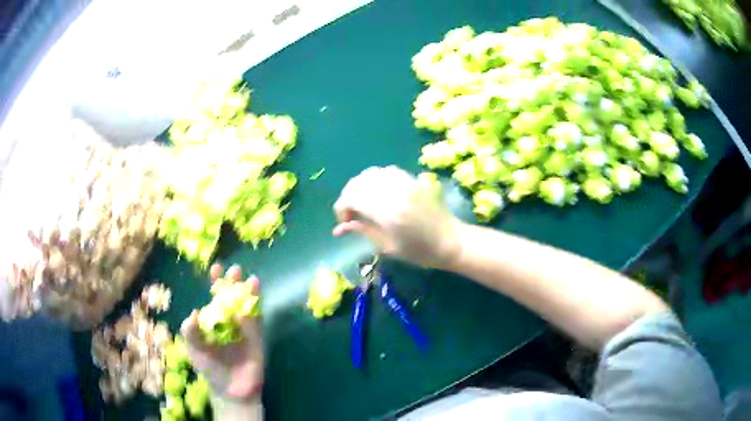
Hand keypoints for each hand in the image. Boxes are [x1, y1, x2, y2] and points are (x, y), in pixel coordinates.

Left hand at [180, 264, 263, 417]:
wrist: (231, 391)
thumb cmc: (210, 369)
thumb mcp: (194, 350)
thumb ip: (190, 332)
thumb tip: (195, 312)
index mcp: (214, 321)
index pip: (215, 297)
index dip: (216, 283)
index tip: (216, 268)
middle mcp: (230, 322)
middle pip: (233, 298)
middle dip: (234, 283)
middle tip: (235, 270)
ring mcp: (245, 331)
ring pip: (248, 308)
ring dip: (251, 295)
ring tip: (252, 281)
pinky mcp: (258, 342)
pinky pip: (256, 327)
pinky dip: (253, 318)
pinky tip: (247, 311)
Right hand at [333, 166, 461, 268]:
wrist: (451, 241)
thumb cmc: (420, 251)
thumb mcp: (388, 246)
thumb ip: (363, 231)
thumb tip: (339, 228)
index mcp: (387, 212)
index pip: (351, 198)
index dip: (341, 208)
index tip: (345, 222)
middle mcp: (394, 192)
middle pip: (357, 183)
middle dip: (348, 197)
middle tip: (352, 215)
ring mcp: (404, 182)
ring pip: (370, 173)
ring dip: (360, 187)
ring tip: (363, 203)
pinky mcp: (411, 179)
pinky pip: (385, 171)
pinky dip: (375, 180)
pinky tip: (378, 193)